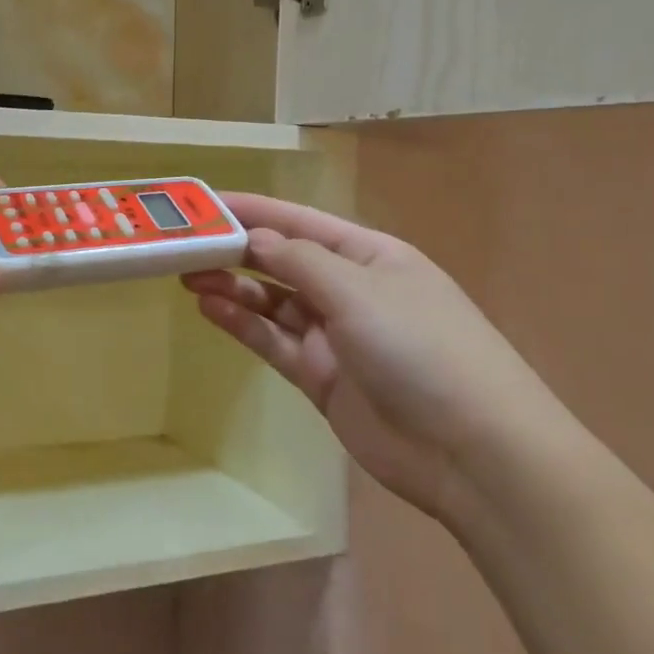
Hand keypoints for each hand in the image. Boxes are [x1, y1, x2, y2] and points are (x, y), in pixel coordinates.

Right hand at [183, 195, 585, 517]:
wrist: (469, 450)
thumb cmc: (421, 348)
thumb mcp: (360, 291)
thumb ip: (300, 262)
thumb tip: (255, 238)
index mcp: (371, 256)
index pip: (301, 222)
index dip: (254, 210)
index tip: (205, 203)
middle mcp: (351, 290)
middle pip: (284, 261)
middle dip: (237, 250)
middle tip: (184, 245)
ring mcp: (335, 336)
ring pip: (273, 303)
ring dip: (234, 288)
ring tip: (187, 276)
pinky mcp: (321, 378)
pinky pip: (274, 342)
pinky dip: (243, 325)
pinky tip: (210, 310)